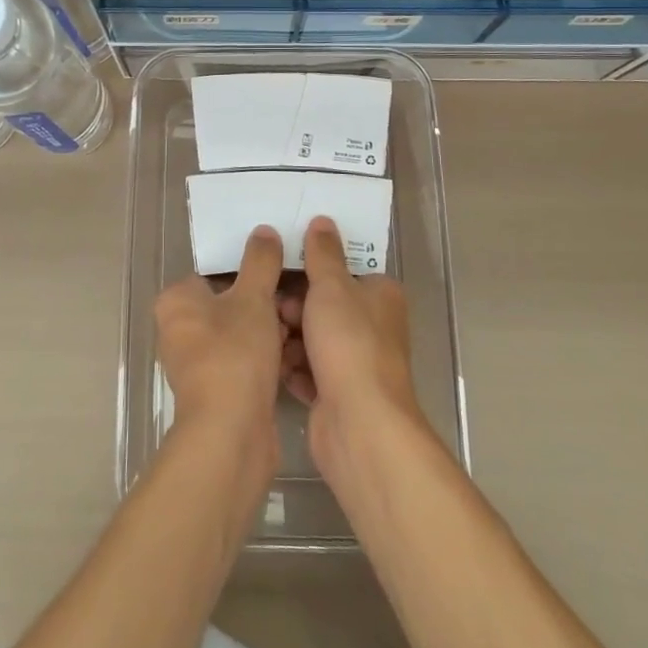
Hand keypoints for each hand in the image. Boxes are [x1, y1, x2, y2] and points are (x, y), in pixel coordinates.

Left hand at [154, 225, 286, 458]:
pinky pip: (244, 361)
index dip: (248, 270)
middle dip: (263, 302)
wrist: (231, 434)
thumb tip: (264, 231)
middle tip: (294, 299)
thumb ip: (260, 262)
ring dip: (269, 330)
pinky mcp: (215, 392)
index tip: (279, 271)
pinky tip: (293, 355)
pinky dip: (266, 357)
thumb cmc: (234, 353)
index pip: (214, 272)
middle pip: (229, 303)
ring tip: (299, 325)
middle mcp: (178, 330)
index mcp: (176, 301)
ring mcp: (196, 364)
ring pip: (240, 333)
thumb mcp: (253, 298)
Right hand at [278, 217, 422, 473]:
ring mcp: (355, 363)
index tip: (282, 268)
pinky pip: (307, 370)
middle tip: (271, 308)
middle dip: (294, 306)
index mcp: (380, 295)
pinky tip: (271, 365)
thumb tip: (323, 221)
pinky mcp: (337, 394)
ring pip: (312, 338)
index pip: (343, 271)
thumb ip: (323, 253)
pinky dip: (291, 367)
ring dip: (288, 337)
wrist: (359, 426)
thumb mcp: (332, 286)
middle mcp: (373, 327)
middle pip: (324, 305)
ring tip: (268, 337)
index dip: (313, 269)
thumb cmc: (349, 343)